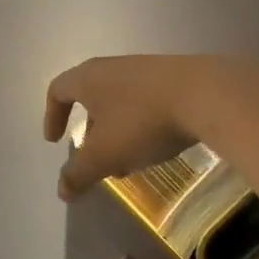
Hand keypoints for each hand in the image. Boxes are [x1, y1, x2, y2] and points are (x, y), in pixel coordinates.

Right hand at [42, 55, 216, 200]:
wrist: (206, 95)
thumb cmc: (142, 121)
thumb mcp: (105, 155)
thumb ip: (79, 174)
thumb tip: (62, 190)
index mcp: (88, 78)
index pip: (58, 90)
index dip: (52, 116)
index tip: (55, 141)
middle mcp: (113, 67)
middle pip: (90, 97)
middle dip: (90, 132)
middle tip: (95, 159)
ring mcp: (145, 69)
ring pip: (120, 102)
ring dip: (117, 133)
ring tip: (129, 162)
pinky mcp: (173, 77)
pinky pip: (145, 102)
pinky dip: (141, 125)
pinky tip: (157, 147)